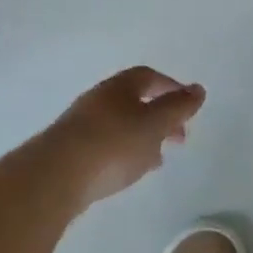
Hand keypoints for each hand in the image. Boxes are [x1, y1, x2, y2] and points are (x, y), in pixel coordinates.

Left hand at [40, 66, 206, 209]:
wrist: (55, 176)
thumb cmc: (113, 144)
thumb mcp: (154, 124)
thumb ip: (178, 107)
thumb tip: (198, 89)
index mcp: (119, 87)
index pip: (149, 77)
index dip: (172, 88)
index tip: (189, 106)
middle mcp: (98, 99)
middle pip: (135, 101)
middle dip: (161, 117)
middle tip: (179, 138)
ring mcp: (81, 125)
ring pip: (121, 124)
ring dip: (143, 137)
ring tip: (158, 160)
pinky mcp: (71, 151)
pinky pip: (107, 144)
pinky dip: (125, 152)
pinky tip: (129, 171)